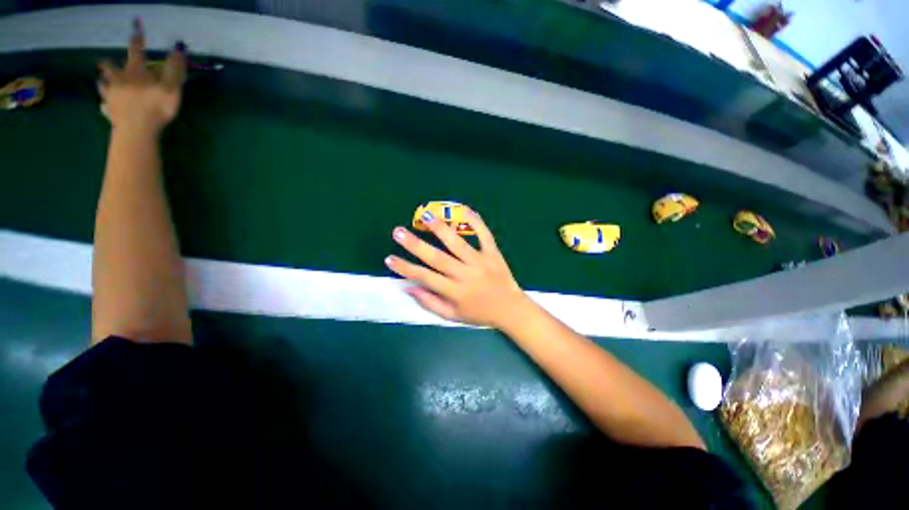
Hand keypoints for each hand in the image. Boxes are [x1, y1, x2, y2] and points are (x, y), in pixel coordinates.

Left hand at [98, 19, 186, 134]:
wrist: (137, 129)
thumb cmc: (156, 107)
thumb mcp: (172, 87)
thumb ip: (175, 68)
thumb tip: (178, 49)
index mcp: (135, 71)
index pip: (136, 50)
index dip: (137, 39)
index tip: (135, 27)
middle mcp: (119, 79)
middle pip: (110, 67)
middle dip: (108, 64)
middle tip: (104, 62)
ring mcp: (112, 95)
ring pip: (103, 84)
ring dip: (103, 82)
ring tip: (102, 82)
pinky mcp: (109, 111)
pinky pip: (104, 104)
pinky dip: (104, 102)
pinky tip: (104, 104)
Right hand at [385, 209, 531, 328]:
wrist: (511, 309)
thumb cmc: (479, 314)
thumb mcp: (452, 316)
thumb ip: (430, 302)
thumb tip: (409, 287)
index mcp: (454, 291)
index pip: (424, 277)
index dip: (405, 268)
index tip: (389, 258)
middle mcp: (465, 274)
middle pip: (437, 258)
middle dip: (415, 245)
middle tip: (398, 232)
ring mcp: (480, 261)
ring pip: (457, 243)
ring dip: (440, 228)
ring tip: (425, 216)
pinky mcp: (493, 253)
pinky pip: (484, 234)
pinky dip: (475, 221)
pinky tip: (464, 209)